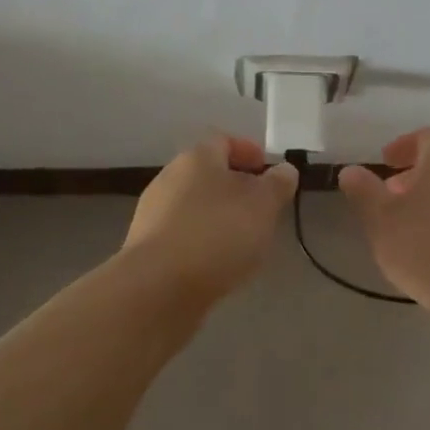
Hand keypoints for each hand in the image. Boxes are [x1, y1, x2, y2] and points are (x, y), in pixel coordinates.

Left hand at [121, 135, 297, 304]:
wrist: (157, 289)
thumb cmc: (217, 235)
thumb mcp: (263, 206)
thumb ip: (278, 184)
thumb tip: (285, 169)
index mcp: (197, 158)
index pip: (224, 141)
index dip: (249, 151)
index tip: (268, 171)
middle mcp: (170, 177)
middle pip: (207, 173)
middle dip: (236, 187)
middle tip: (261, 208)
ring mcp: (153, 213)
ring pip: (194, 205)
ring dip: (218, 216)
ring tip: (242, 241)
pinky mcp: (145, 247)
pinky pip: (181, 234)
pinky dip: (201, 241)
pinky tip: (215, 264)